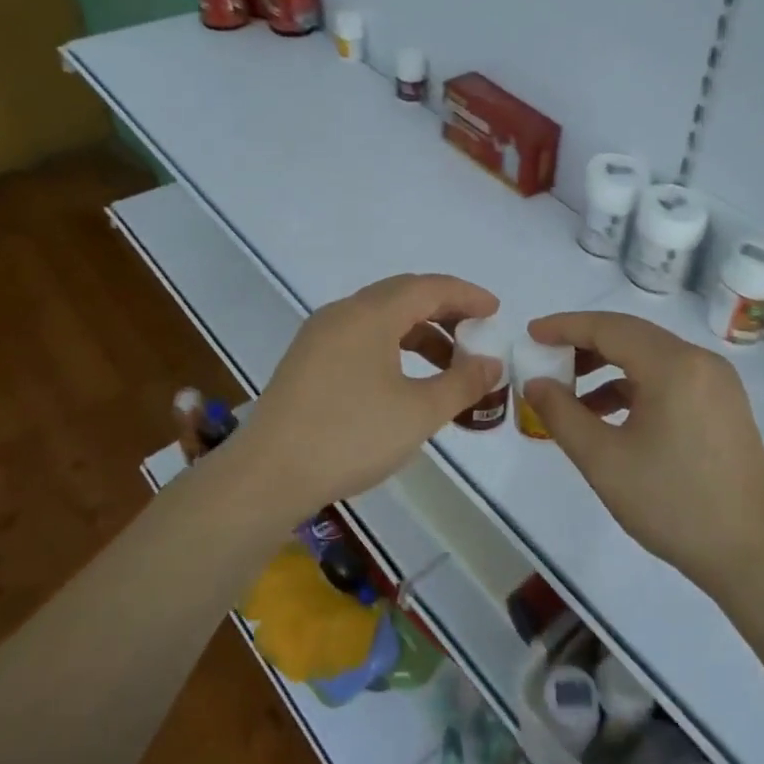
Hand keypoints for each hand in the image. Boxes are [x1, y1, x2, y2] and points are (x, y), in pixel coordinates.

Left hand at [234, 274, 502, 518]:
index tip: (495, 311)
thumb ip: (461, 383)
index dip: (466, 295)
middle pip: (402, 296)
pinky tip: (405, 380)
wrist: (267, 475)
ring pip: (379, 318)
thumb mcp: (418, 413)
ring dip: (418, 332)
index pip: (428, 287)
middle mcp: (342, 314)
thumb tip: (490, 363)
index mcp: (370, 314)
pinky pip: (360, 338)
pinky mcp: (307, 361)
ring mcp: (319, 336)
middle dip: (444, 311)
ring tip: (447, 365)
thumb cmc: (350, 437)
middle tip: (476, 334)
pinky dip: (392, 347)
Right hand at [521, 311, 763, 596]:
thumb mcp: (604, 461)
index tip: (531, 334)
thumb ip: (562, 414)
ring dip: (608, 367)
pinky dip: (634, 387)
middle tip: (546, 360)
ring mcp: (717, 383)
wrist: (753, 554)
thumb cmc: (673, 504)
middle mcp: (700, 361)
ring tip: (570, 393)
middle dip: (584, 344)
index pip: (609, 328)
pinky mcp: (723, 405)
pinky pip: (669, 379)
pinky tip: (609, 416)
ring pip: (651, 357)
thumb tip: (535, 383)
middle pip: (631, 336)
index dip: (565, 327)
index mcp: (673, 366)